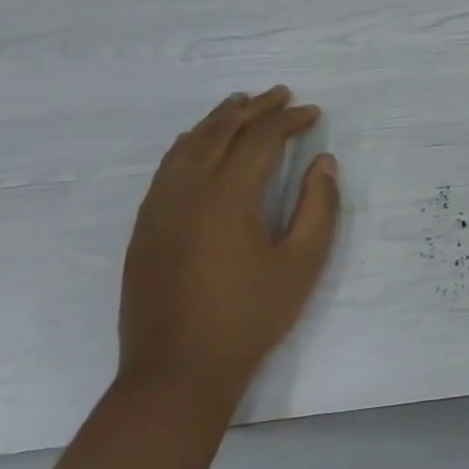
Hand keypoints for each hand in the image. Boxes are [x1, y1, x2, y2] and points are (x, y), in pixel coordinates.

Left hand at [118, 87, 340, 405]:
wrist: (176, 373)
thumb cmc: (250, 316)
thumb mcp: (303, 263)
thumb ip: (319, 206)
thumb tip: (323, 162)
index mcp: (228, 198)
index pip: (260, 139)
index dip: (289, 120)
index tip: (313, 113)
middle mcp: (187, 192)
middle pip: (220, 132)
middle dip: (254, 108)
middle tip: (282, 94)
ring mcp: (159, 210)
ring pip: (187, 146)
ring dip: (217, 119)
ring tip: (240, 103)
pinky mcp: (145, 229)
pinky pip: (167, 168)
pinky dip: (189, 144)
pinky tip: (198, 144)